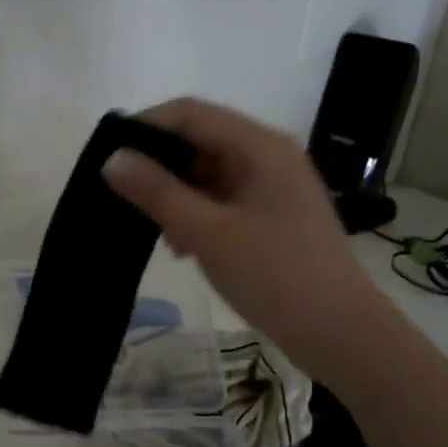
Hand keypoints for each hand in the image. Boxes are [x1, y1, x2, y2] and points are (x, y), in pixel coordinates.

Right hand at [102, 97, 390, 375]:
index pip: (191, 113)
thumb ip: (158, 193)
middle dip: (159, 164)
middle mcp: (269, 156)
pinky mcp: (272, 216)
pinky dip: (196, 213)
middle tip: (122, 197)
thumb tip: (111, 159)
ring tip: (151, 228)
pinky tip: (180, 245)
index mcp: (260, 146)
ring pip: (209, 173)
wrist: (339, 333)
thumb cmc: (275, 276)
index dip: (146, 127)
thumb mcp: (208, 234)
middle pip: (200, 140)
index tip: (108, 157)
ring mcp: (273, 187)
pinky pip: (223, 199)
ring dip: (175, 194)